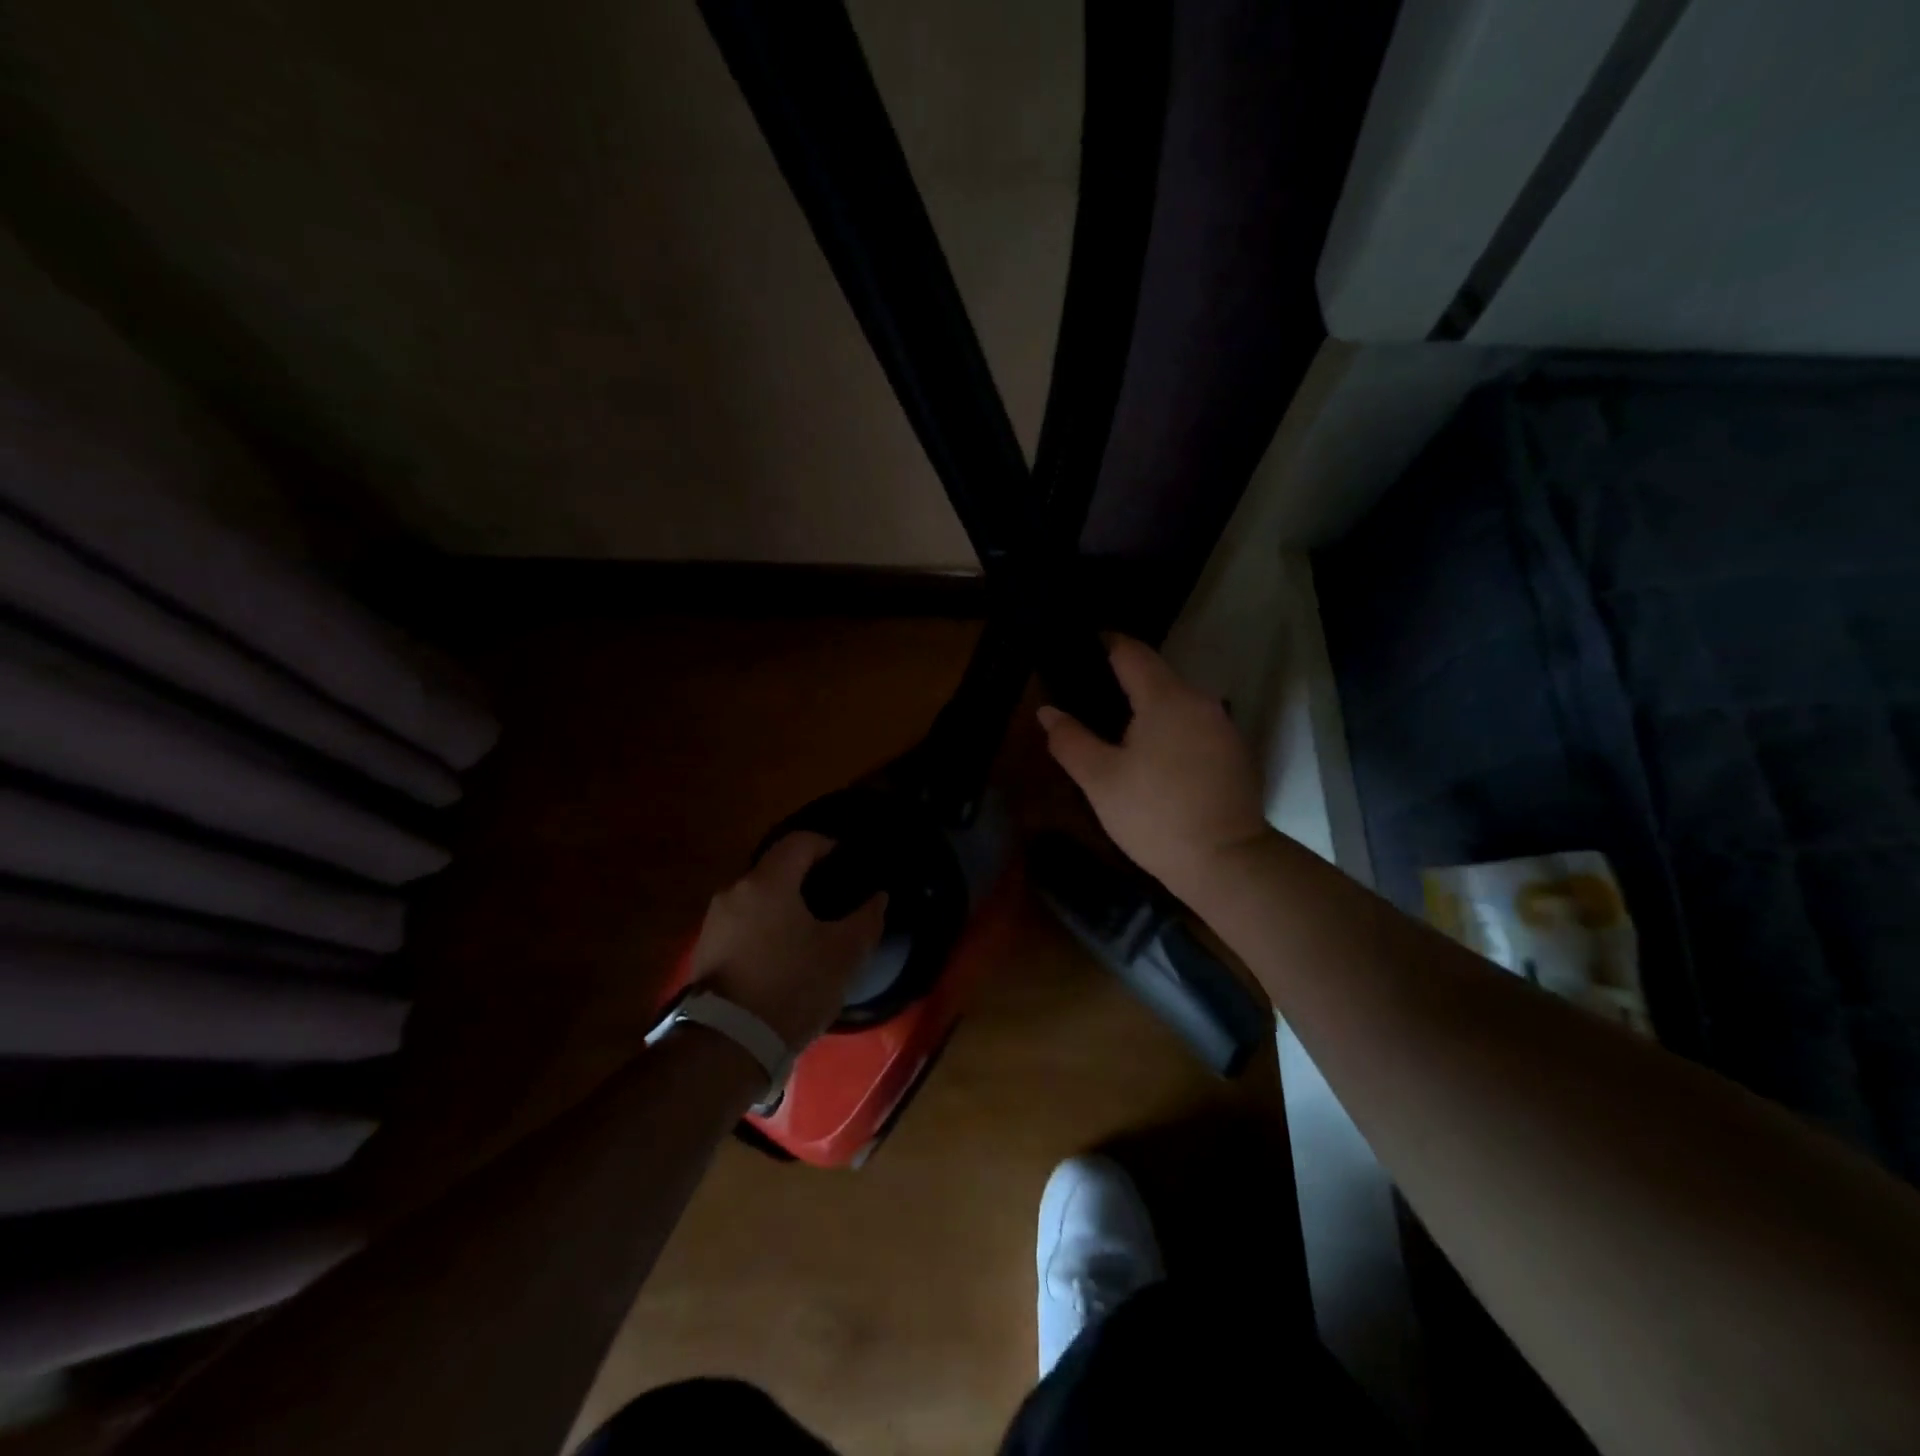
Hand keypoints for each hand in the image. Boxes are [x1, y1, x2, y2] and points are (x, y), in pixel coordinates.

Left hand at [686, 832, 887, 1046]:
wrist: (729, 1044)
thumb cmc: (792, 987)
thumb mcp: (843, 954)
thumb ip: (866, 918)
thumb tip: (878, 897)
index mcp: (768, 882)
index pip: (800, 842)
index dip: (828, 845)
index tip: (848, 862)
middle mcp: (735, 890)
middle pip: (775, 868)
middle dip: (805, 876)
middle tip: (833, 897)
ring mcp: (714, 920)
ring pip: (757, 896)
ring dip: (783, 903)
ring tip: (809, 928)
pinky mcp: (706, 949)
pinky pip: (743, 921)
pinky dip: (765, 925)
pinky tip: (783, 952)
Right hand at [1038, 636, 1269, 898]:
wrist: (1226, 862)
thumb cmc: (1155, 815)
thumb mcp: (1100, 780)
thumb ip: (1070, 740)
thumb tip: (1048, 710)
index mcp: (1166, 697)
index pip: (1131, 651)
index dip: (1104, 643)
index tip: (1079, 648)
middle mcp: (1200, 700)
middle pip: (1156, 676)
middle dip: (1123, 683)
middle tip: (1089, 703)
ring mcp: (1223, 726)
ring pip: (1177, 704)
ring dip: (1148, 710)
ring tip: (1117, 734)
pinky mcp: (1235, 753)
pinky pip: (1194, 726)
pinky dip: (1170, 731)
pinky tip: (1153, 760)